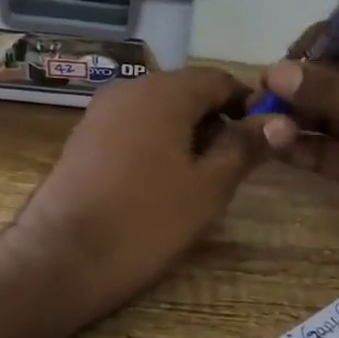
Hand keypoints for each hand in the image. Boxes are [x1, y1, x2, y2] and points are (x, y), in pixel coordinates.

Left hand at [13, 66, 270, 320]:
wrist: (62, 258)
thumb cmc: (146, 220)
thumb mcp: (209, 187)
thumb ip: (244, 146)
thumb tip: (276, 120)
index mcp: (165, 91)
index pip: (219, 79)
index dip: (247, 103)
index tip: (263, 137)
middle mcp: (131, 88)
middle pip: (187, 90)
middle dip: (216, 119)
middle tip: (234, 163)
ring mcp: (102, 111)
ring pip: (160, 108)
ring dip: (187, 131)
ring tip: (200, 176)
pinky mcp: (84, 136)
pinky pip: (134, 125)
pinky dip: (157, 141)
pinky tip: (160, 180)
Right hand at [259, 16, 338, 287]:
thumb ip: (330, 92)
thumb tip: (273, 72)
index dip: (329, 38)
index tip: (292, 55)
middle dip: (304, 80)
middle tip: (264, 90)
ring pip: (329, 114)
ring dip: (297, 115)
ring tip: (262, 117)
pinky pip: (327, 151)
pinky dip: (301, 147)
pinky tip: (275, 143)